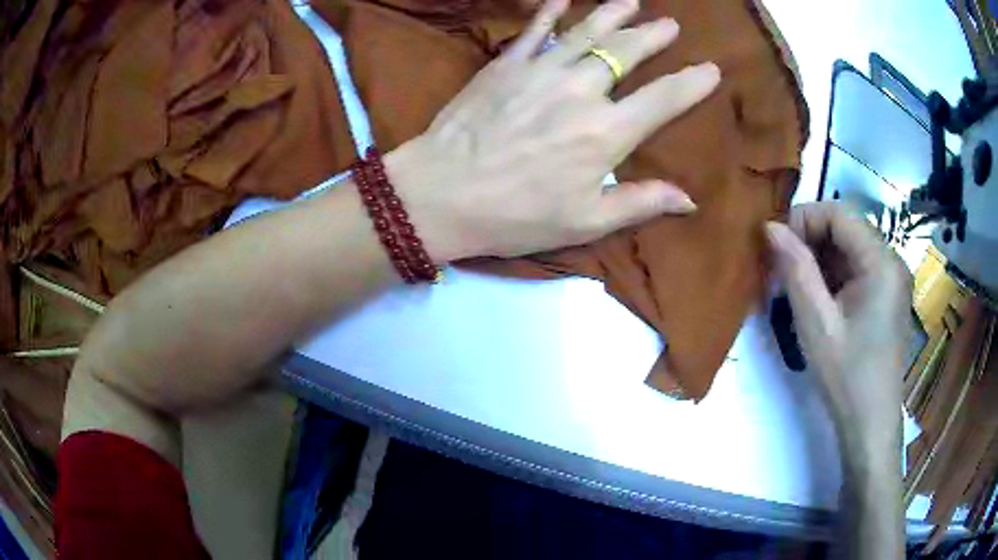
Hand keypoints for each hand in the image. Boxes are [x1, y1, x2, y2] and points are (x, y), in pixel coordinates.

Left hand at [386, 0, 720, 261]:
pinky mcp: (506, 65)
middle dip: (653, 35)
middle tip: (670, 24)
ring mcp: (541, 71)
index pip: (663, 99)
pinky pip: (534, 30)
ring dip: (613, 13)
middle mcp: (581, 91)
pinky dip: (551, 11)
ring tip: (632, 1)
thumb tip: (689, 200)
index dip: (692, 83)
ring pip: (587, 32)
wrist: (440, 194)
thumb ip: (640, 203)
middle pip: (627, 52)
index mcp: (607, 133)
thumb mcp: (585, 221)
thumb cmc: (515, 215)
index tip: (711, 69)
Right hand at [766, 202, 912, 452]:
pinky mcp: (888, 297)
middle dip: (811, 240)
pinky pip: (858, 270)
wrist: (870, 426)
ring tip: (796, 287)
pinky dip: (834, 276)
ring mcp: (892, 280)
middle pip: (847, 228)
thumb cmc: (846, 376)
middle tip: (781, 269)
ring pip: (851, 249)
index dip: (804, 218)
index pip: (840, 212)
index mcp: (881, 262)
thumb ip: (795, 269)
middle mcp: (892, 261)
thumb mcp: (816, 323)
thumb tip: (770, 227)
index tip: (776, 246)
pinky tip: (819, 301)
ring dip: (820, 259)